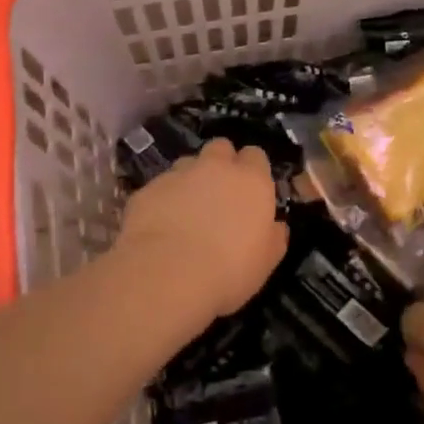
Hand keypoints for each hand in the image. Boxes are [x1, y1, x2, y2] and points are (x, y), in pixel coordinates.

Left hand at [116, 140, 288, 317]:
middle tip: (219, 194)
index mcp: (251, 180)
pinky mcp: (148, 188)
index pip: (256, 155)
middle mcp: (216, 167)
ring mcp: (178, 174)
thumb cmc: (229, 270)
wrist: (167, 275)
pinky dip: (163, 199)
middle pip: (221, 148)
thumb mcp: (266, 261)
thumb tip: (276, 225)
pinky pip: (159, 187)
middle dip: (221, 163)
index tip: (250, 191)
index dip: (253, 170)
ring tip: (186, 210)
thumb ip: (274, 236)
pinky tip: (160, 225)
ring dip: (190, 179)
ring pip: (187, 164)